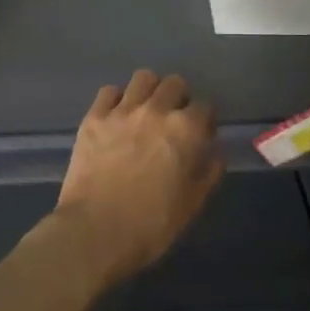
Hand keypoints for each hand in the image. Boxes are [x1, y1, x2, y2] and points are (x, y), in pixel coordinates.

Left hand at [51, 70, 223, 285]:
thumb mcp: (192, 205)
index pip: (205, 107)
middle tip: (174, 121)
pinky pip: (109, 91)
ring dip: (150, 91)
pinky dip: (117, 99)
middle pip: (175, 83)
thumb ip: (209, 172)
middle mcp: (156, 111)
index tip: (202, 135)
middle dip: (179, 98)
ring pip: (143, 78)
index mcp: (185, 130)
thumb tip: (215, 152)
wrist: (94, 232)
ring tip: (146, 112)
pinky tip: (117, 117)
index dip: (206, 121)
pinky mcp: (94, 117)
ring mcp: (122, 111)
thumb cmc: (151, 225)